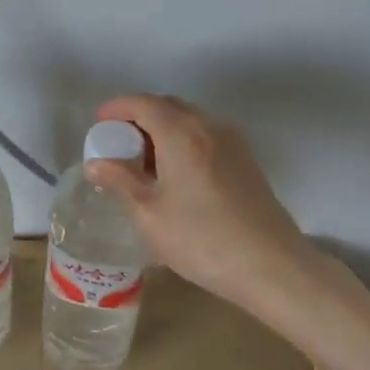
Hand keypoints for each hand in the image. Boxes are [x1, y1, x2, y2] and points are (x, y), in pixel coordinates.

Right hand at [85, 94, 314, 310]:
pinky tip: (174, 176)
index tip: (98, 123)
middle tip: (117, 144)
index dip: (117, 108)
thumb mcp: (150, 215)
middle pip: (167, 106)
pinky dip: (182, 142)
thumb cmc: (203, 240)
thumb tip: (97, 164)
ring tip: (142, 163)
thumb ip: (120, 182)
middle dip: (138, 117)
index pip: (143, 103)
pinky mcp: (245, 160)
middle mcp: (208, 126)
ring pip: (189, 120)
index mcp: (182, 133)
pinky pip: (205, 136)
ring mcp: (232, 142)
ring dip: (161, 130)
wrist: (272, 266)